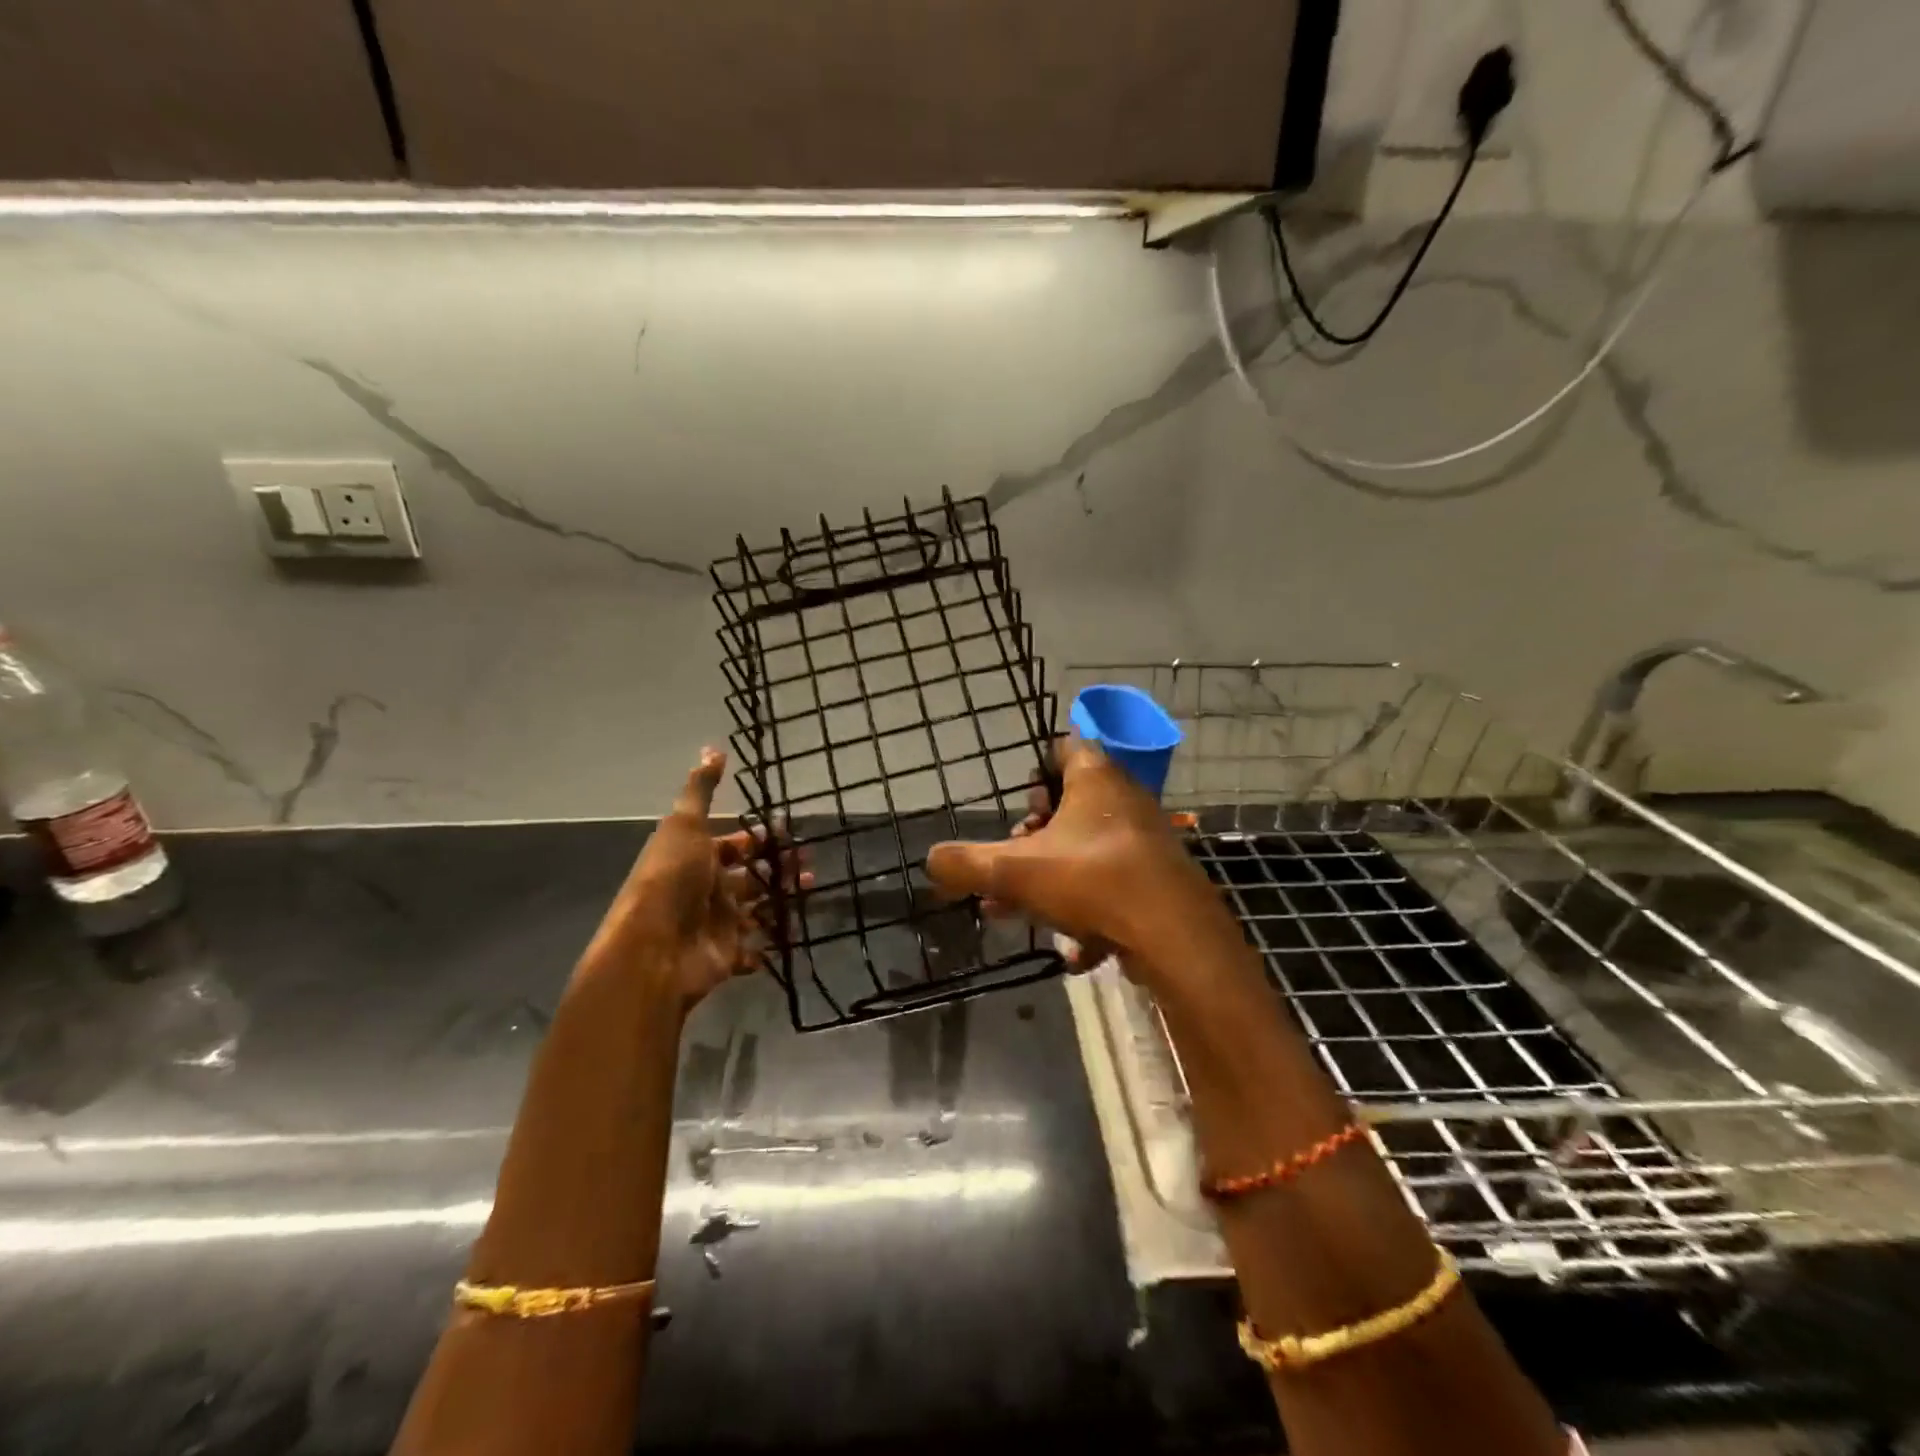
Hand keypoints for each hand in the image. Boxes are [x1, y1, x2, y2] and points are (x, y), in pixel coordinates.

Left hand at [587, 748, 809, 1008]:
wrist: (653, 949)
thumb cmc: (672, 879)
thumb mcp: (685, 826)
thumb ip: (701, 790)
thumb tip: (712, 748)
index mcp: (696, 859)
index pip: (732, 845)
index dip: (757, 837)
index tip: (788, 829)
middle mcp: (706, 890)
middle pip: (749, 876)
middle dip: (778, 867)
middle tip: (808, 862)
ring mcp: (716, 925)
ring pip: (757, 909)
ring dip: (782, 900)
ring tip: (811, 888)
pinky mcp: (726, 957)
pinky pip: (754, 950)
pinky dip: (772, 944)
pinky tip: (793, 933)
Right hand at [925, 738, 1227, 974]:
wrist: (1175, 936)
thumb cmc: (1092, 881)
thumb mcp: (1013, 871)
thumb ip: (965, 863)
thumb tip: (930, 860)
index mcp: (1095, 778)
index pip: (1063, 749)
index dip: (1036, 773)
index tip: (1020, 805)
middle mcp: (1125, 799)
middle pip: (1072, 806)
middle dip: (1035, 839)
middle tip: (1013, 865)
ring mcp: (1146, 840)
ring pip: (1088, 851)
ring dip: (1054, 879)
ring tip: (1024, 912)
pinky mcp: (1159, 880)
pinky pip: (1113, 886)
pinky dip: (1090, 913)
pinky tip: (1075, 952)